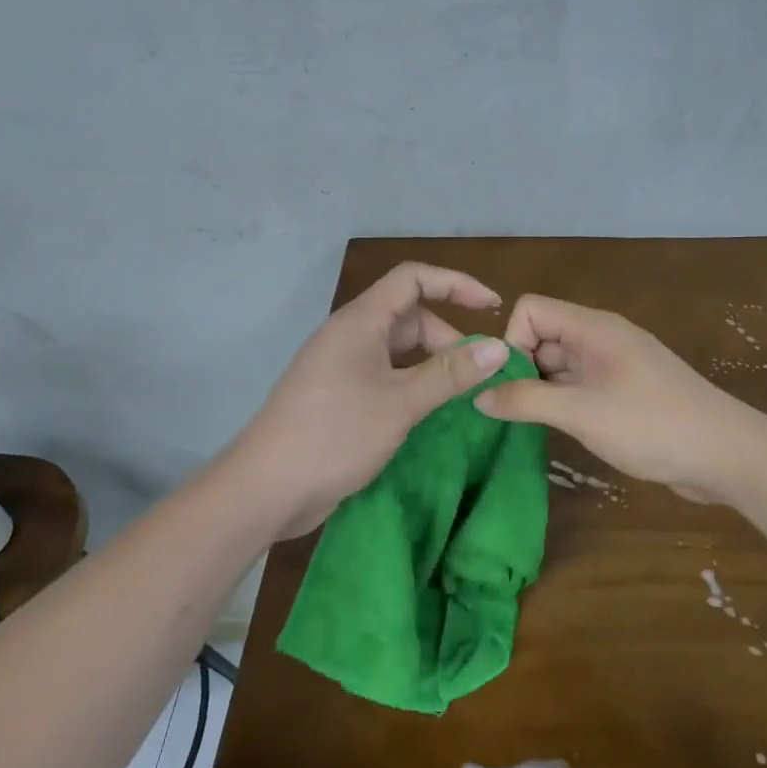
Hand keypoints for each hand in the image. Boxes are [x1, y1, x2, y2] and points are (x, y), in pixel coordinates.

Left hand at [230, 263, 510, 538]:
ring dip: (432, 366)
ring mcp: (343, 367)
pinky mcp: (340, 397)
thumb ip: (450, 374)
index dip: (456, 284)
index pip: (413, 279)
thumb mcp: (400, 403)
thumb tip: (500, 348)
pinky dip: (413, 386)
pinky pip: (387, 377)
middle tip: (477, 374)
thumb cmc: (334, 434)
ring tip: (461, 395)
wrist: (266, 488)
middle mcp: (351, 336)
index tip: (493, 306)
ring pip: (399, 351)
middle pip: (409, 317)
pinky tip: (431, 413)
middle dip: (448, 339)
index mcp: (360, 321)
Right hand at [472, 295, 758, 503]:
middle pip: (544, 336)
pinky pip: (581, 386)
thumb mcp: (581, 413)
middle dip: (521, 369)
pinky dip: (564, 403)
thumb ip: (526, 401)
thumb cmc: (652, 425)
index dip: (512, 342)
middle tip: (512, 413)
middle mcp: (603, 339)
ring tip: (529, 427)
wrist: (727, 454)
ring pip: (561, 365)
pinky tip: (560, 432)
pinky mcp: (627, 392)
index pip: (531, 310)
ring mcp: (617, 366)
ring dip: (542, 390)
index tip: (511, 384)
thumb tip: (479, 396)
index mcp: (594, 328)